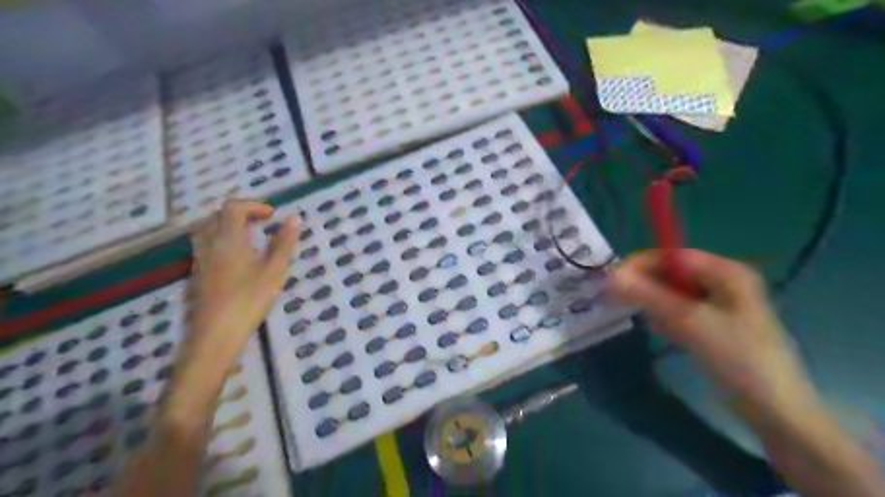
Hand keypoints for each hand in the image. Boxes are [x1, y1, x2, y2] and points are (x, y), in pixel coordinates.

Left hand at [189, 198, 298, 363]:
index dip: (253, 205)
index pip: (233, 208)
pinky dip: (222, 242)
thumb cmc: (249, 299)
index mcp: (228, 239)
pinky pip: (207, 247)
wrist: (216, 333)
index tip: (272, 215)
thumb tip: (294, 218)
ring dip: (229, 227)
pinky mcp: (198, 275)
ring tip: (251, 238)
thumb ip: (284, 242)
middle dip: (240, 214)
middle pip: (217, 217)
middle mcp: (209, 245)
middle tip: (262, 223)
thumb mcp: (274, 269)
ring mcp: (200, 260)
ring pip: (208, 232)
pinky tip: (238, 259)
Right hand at [613, 250, 818, 425]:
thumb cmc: (737, 357)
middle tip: (626, 304)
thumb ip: (649, 296)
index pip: (673, 256)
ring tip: (656, 325)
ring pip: (673, 294)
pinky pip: (681, 312)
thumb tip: (611, 275)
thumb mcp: (689, 322)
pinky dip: (668, 319)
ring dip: (657, 306)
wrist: (775, 410)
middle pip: (672, 274)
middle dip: (649, 288)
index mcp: (726, 272)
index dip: (641, 264)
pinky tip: (667, 335)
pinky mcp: (714, 325)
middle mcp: (723, 282)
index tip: (614, 280)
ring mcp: (720, 304)